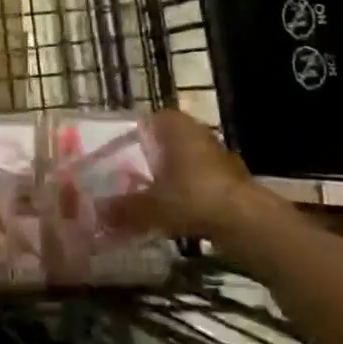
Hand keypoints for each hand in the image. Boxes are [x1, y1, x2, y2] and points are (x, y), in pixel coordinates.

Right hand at [103, 109, 253, 239]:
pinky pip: (199, 178)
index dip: (129, 141)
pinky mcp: (231, 174)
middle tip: (129, 181)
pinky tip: (178, 211)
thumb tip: (96, 213)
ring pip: (182, 160)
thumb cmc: (192, 197)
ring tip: (150, 198)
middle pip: (163, 141)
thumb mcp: (150, 206)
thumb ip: (122, 209)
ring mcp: (216, 150)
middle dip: (148, 160)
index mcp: (172, 124)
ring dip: (169, 176)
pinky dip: (188, 190)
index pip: (144, 123)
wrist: (246, 220)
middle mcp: (194, 129)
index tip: (116, 161)